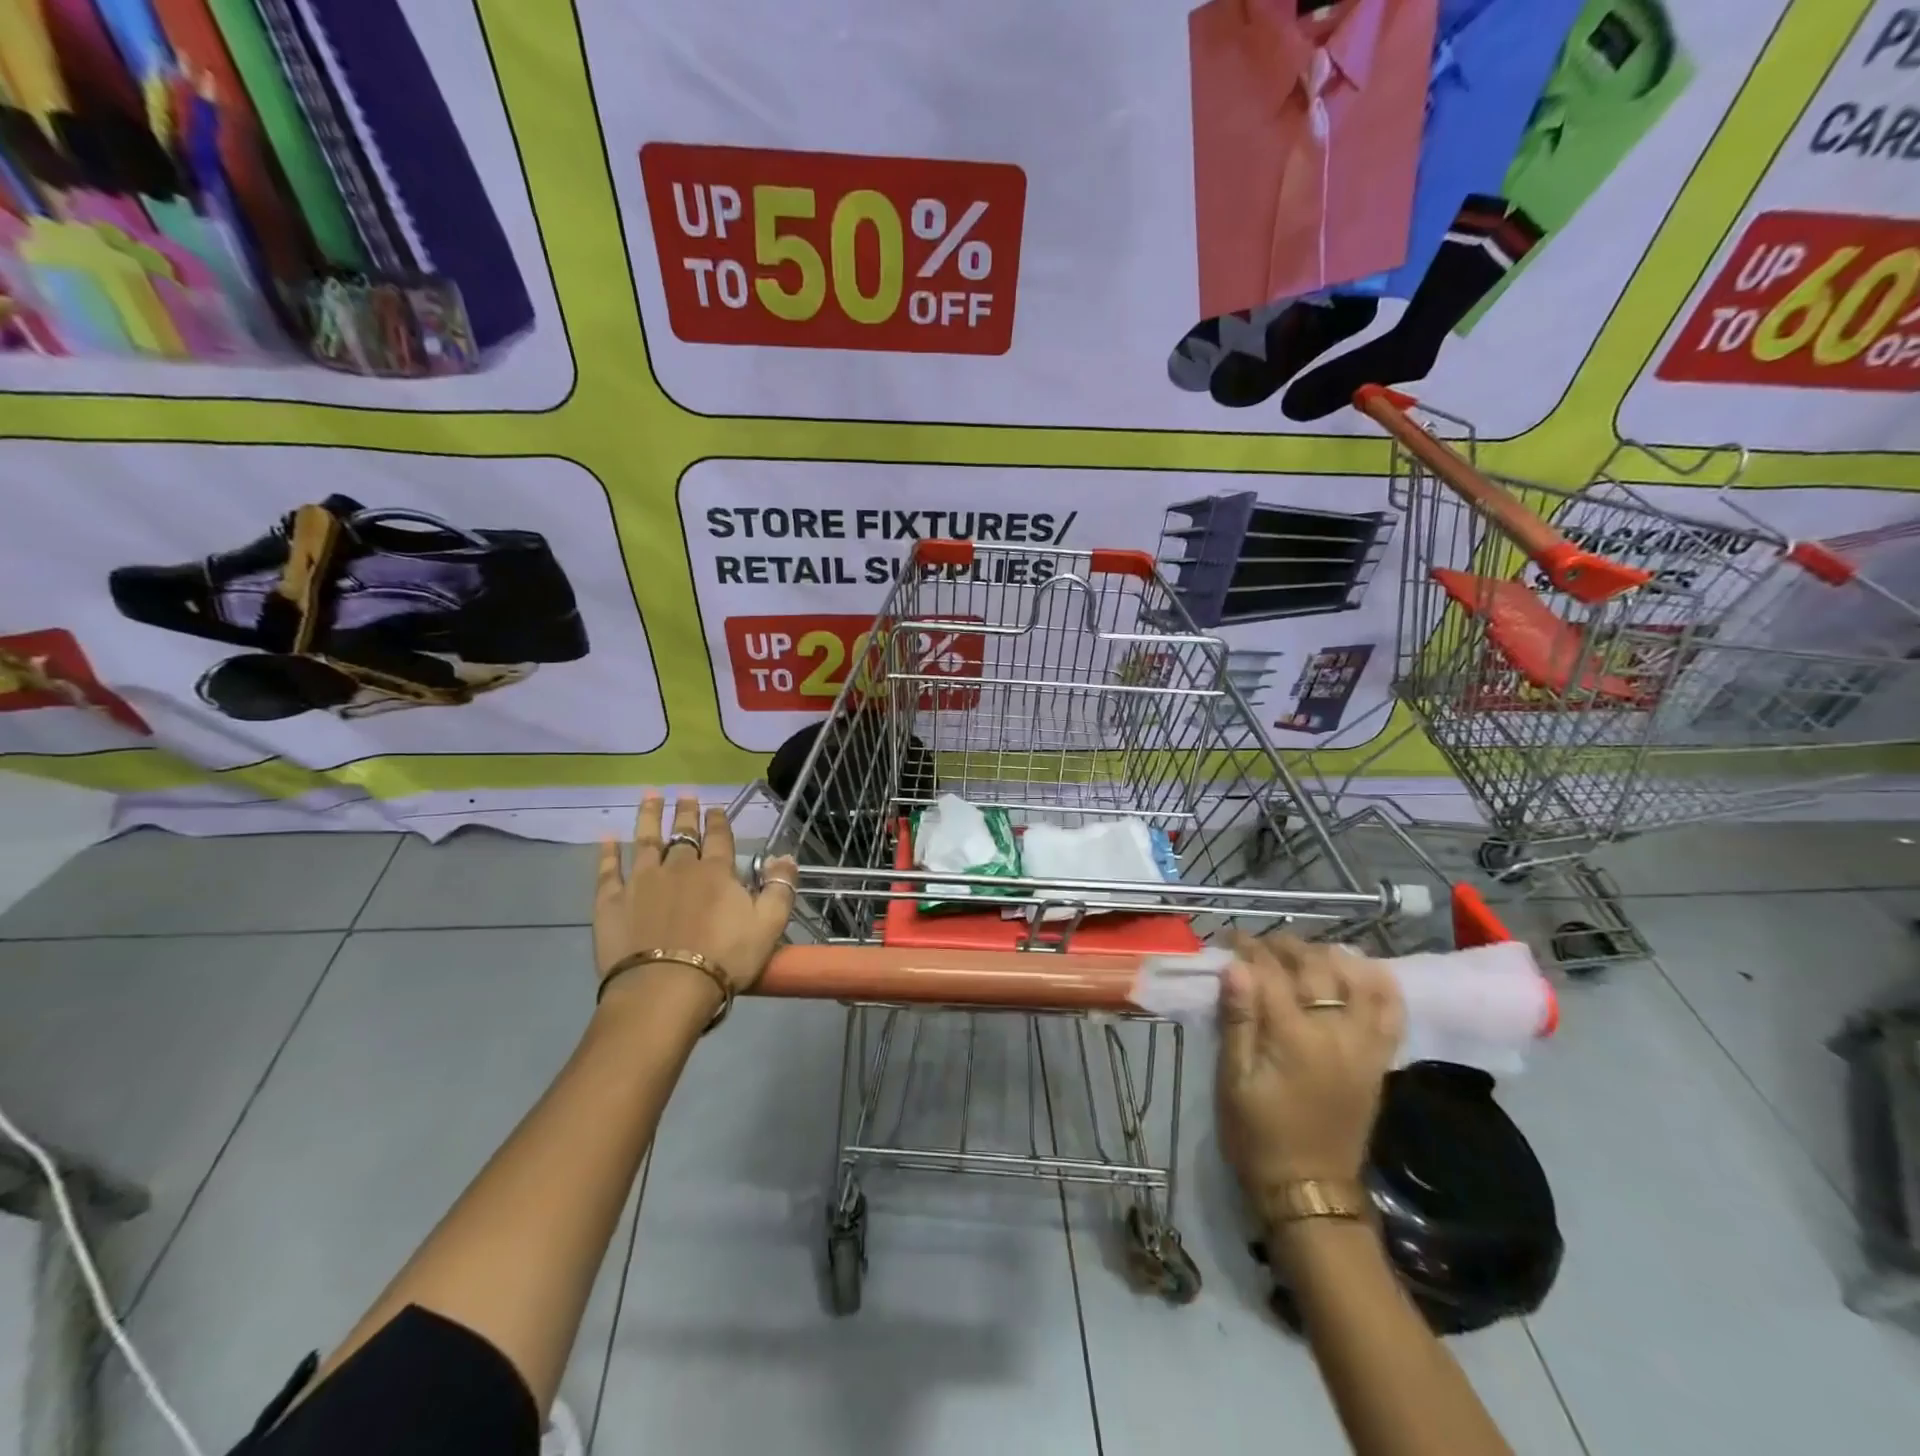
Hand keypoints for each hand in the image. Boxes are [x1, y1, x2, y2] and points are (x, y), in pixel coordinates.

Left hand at [593, 794, 796, 1000]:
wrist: (665, 988)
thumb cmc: (724, 958)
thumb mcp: (769, 925)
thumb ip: (780, 888)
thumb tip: (785, 856)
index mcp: (716, 872)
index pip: (719, 837)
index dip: (718, 821)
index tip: (715, 807)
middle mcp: (678, 867)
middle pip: (683, 834)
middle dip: (686, 812)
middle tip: (685, 794)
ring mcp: (642, 881)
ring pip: (646, 840)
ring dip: (649, 816)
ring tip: (650, 795)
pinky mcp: (612, 901)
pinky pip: (608, 870)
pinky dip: (607, 852)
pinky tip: (606, 837)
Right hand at [1216, 932, 1403, 1212]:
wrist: (1310, 1191)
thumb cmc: (1258, 1135)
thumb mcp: (1234, 1081)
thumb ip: (1237, 1021)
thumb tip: (1235, 968)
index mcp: (1295, 1037)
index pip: (1271, 972)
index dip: (1248, 949)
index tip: (1229, 939)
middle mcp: (1336, 1033)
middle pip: (1315, 966)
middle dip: (1285, 946)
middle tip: (1259, 944)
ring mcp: (1364, 1046)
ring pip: (1357, 979)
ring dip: (1329, 956)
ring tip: (1304, 954)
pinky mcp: (1378, 1061)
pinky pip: (1391, 1013)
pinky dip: (1380, 985)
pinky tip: (1362, 970)